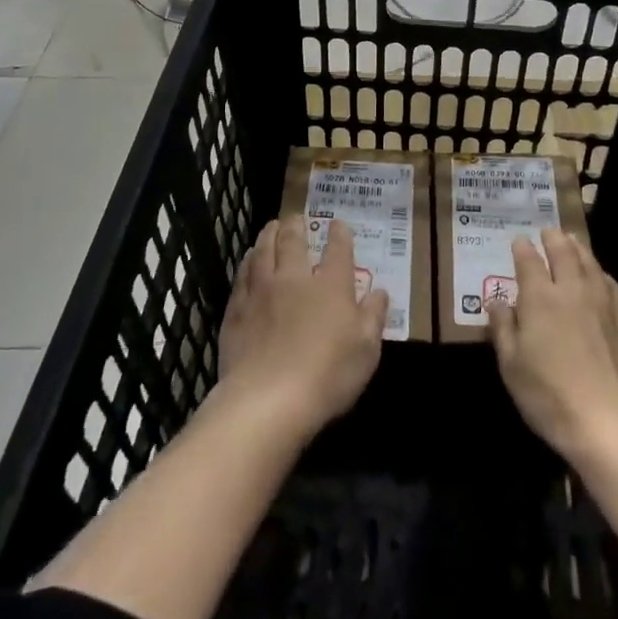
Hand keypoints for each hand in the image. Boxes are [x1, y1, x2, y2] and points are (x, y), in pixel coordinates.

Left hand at [218, 216, 388, 436]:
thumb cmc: (327, 376)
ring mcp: (262, 291)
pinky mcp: (237, 310)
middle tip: (295, 217)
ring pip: (263, 251)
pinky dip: (247, 262)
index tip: (338, 224)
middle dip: (296, 225)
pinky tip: (248, 261)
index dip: (339, 234)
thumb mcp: (366, 351)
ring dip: (268, 235)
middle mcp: (295, 278)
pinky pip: (242, 275)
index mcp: (331, 285)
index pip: (338, 249)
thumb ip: (373, 317)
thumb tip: (380, 291)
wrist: (267, 401)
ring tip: (271, 227)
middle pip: (293, 241)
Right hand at [486, 229, 617, 458]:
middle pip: (563, 251)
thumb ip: (503, 328)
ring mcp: (604, 300)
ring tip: (572, 242)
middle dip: (553, 238)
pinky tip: (601, 277)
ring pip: (590, 262)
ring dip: (578, 248)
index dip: (522, 248)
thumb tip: (496, 301)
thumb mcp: (512, 367)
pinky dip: (601, 273)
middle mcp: (572, 288)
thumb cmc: (550, 396)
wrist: (611, 422)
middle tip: (548, 232)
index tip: (519, 241)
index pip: (528, 260)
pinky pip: (612, 283)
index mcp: (540, 297)